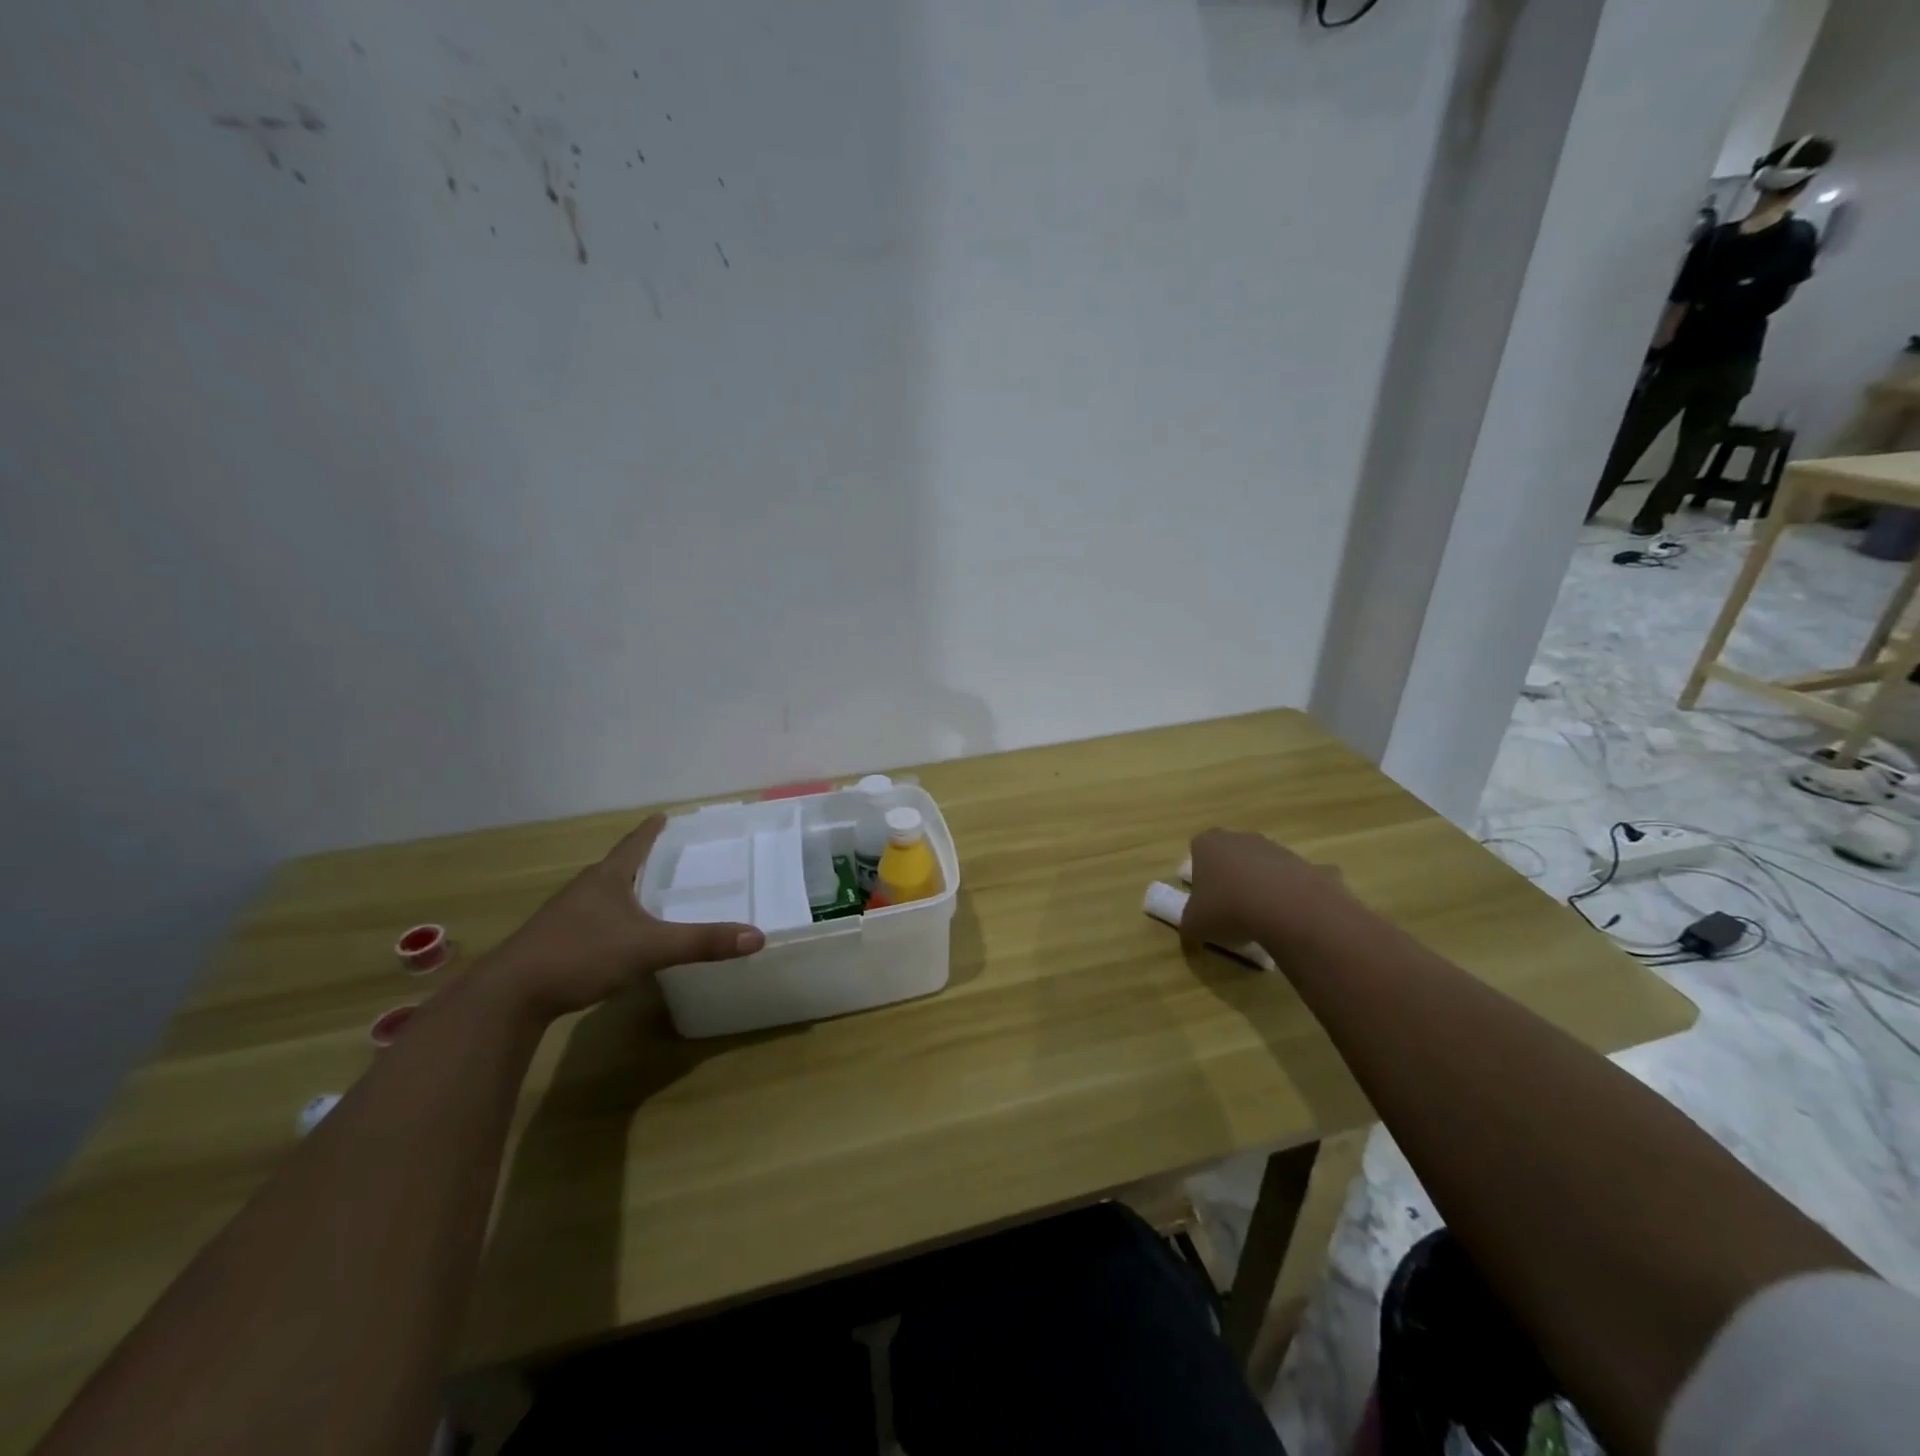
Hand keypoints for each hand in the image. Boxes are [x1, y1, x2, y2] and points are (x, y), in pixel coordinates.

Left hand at [487, 815, 763, 1018]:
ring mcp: (565, 916)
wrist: (509, 996)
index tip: (664, 815)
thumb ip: (701, 942)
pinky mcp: (554, 942)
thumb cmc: (581, 954)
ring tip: (651, 895)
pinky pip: (593, 920)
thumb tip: (757, 936)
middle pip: (619, 867)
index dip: (651, 830)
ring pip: (604, 895)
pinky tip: (622, 937)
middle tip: (671, 857)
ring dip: (626, 891)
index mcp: (607, 878)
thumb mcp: (649, 948)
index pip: (634, 844)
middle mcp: (585, 889)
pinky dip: (613, 919)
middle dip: (644, 861)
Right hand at [1182, 829, 1351, 956]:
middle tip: (1230, 908)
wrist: (1286, 910)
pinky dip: (1292, 895)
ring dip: (1261, 886)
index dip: (1200, 873)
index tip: (1204, 897)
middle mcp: (1240, 838)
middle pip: (1232, 854)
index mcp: (1208, 844)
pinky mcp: (1306, 864)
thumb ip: (1189, 923)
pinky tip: (1291, 917)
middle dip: (1231, 877)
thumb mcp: (1194, 925)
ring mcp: (1276, 849)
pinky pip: (1294, 880)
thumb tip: (1193, 929)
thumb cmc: (1228, 909)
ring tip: (1261, 918)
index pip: (1198, 849)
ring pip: (1262, 866)